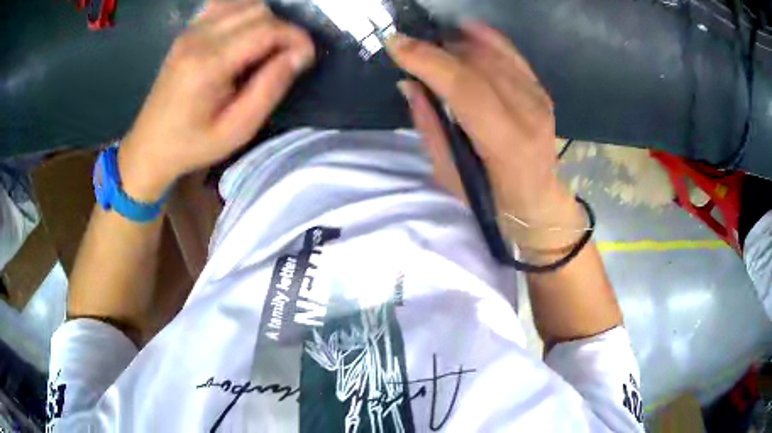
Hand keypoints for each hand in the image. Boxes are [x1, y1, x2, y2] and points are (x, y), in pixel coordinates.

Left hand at [118, 0, 314, 200]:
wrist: (149, 146)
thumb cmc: (191, 145)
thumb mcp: (237, 130)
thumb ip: (269, 89)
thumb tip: (299, 55)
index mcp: (208, 63)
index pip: (267, 29)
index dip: (296, 38)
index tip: (306, 58)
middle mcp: (199, 37)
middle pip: (259, 11)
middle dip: (282, 30)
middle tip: (284, 58)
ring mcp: (191, 31)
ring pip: (244, 4)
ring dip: (265, 22)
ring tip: (265, 49)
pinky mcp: (187, 32)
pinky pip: (225, 6)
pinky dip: (243, 14)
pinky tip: (243, 37)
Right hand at [387, 23, 575, 229]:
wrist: (537, 199)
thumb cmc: (491, 197)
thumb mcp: (450, 175)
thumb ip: (430, 126)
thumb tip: (410, 83)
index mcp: (507, 144)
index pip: (466, 89)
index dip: (429, 61)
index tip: (396, 43)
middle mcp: (529, 114)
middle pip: (478, 65)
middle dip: (436, 49)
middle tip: (408, 46)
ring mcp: (539, 98)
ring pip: (493, 54)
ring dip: (457, 43)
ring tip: (432, 45)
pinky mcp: (541, 90)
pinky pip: (510, 53)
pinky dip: (485, 38)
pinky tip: (464, 30)